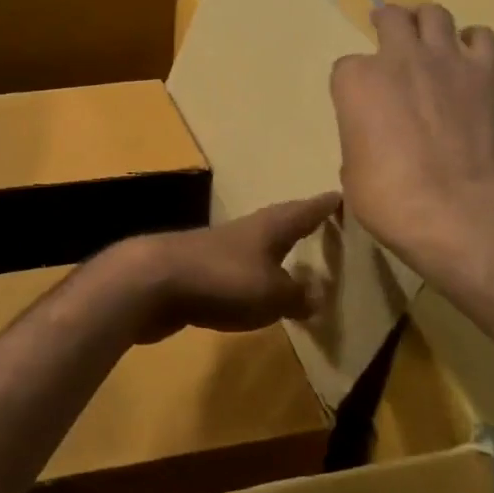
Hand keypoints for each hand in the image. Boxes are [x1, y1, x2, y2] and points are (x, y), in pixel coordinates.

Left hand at [104, 194, 340, 343]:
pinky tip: (253, 293)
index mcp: (270, 227)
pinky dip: (250, 279)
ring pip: (255, 248)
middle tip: (322, 226)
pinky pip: (233, 273)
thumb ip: (297, 295)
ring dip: (274, 254)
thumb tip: (317, 296)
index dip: (325, 206)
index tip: (342, 196)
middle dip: (299, 225)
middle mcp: (245, 231)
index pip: (305, 210)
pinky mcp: (196, 273)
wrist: (151, 283)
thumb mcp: (272, 294)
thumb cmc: (222, 280)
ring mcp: (217, 250)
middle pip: (278, 224)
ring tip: (293, 262)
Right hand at [330, 3, 493, 276]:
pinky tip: (469, 54)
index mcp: (355, 82)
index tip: (360, 100)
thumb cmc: (385, 195)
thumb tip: (376, 141)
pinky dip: (473, 41)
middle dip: (386, 23)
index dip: (353, 84)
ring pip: (434, 14)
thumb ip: (361, 138)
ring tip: (427, 33)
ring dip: (427, 21)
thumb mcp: (352, 168)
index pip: (346, 67)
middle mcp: (397, 58)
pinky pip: (482, 38)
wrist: (450, 205)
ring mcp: (444, 60)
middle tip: (388, 30)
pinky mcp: (484, 73)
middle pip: (390, 19)